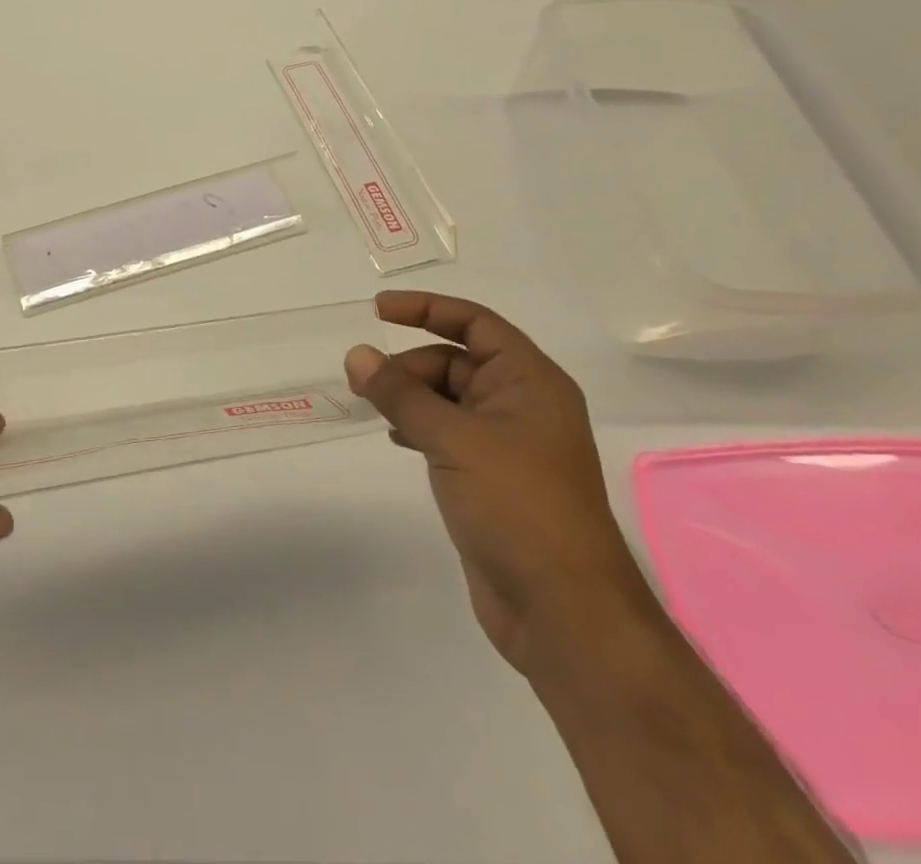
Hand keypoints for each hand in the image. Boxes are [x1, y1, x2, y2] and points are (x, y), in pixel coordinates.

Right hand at [345, 292, 653, 676]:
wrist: (563, 611)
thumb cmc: (517, 506)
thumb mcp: (453, 439)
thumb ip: (401, 394)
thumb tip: (357, 355)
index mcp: (530, 381)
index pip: (474, 323)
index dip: (426, 309)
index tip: (377, 311)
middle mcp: (522, 404)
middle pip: (454, 361)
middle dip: (408, 366)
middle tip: (364, 384)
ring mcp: (507, 444)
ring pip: (447, 399)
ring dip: (409, 397)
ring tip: (371, 409)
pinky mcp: (491, 477)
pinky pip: (446, 432)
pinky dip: (417, 427)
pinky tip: (395, 439)